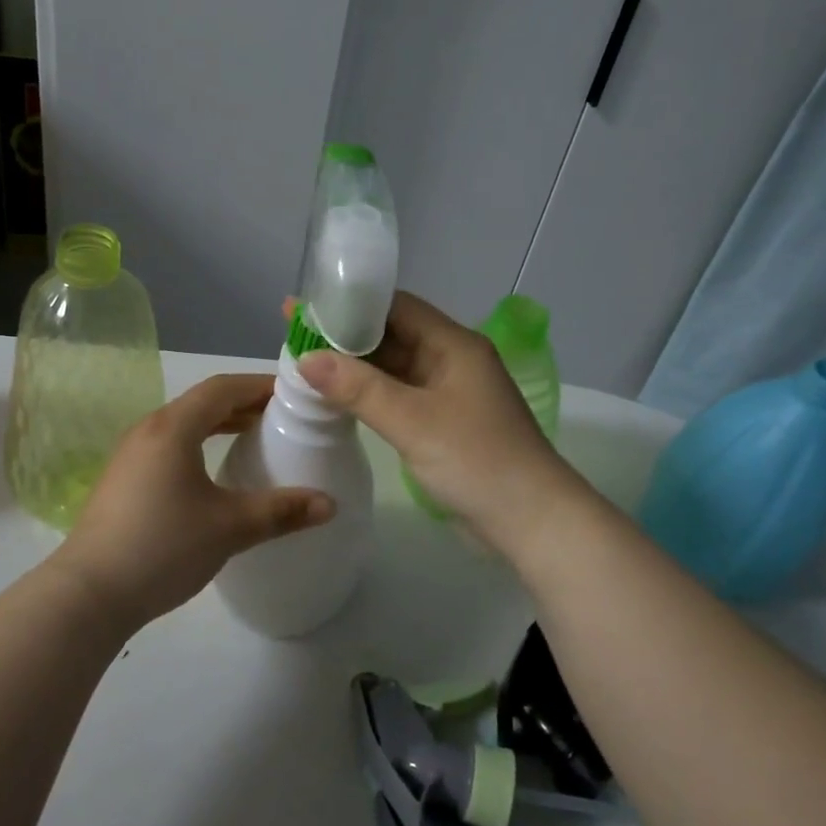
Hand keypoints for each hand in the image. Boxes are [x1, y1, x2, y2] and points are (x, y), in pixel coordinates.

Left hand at [51, 374, 334, 633]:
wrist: (88, 594)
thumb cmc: (162, 548)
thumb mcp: (230, 528)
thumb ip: (282, 511)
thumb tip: (330, 504)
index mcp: (173, 428)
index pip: (223, 387)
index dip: (260, 385)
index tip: (294, 394)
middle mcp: (149, 430)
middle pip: (203, 402)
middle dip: (244, 404)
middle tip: (283, 416)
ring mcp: (131, 455)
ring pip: (184, 424)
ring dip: (221, 424)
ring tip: (255, 438)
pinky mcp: (124, 480)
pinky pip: (170, 445)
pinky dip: (200, 444)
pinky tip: (215, 473)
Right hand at [295, 292, 584, 553]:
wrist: (531, 521)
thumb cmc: (477, 460)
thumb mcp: (413, 421)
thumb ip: (358, 388)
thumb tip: (306, 358)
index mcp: (453, 345)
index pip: (396, 307)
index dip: (350, 305)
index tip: (306, 307)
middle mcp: (451, 360)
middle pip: (392, 335)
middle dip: (346, 336)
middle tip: (294, 335)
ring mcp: (448, 393)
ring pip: (394, 368)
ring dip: (355, 368)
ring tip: (304, 363)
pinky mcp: (443, 423)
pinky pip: (399, 396)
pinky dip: (369, 394)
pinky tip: (336, 397)